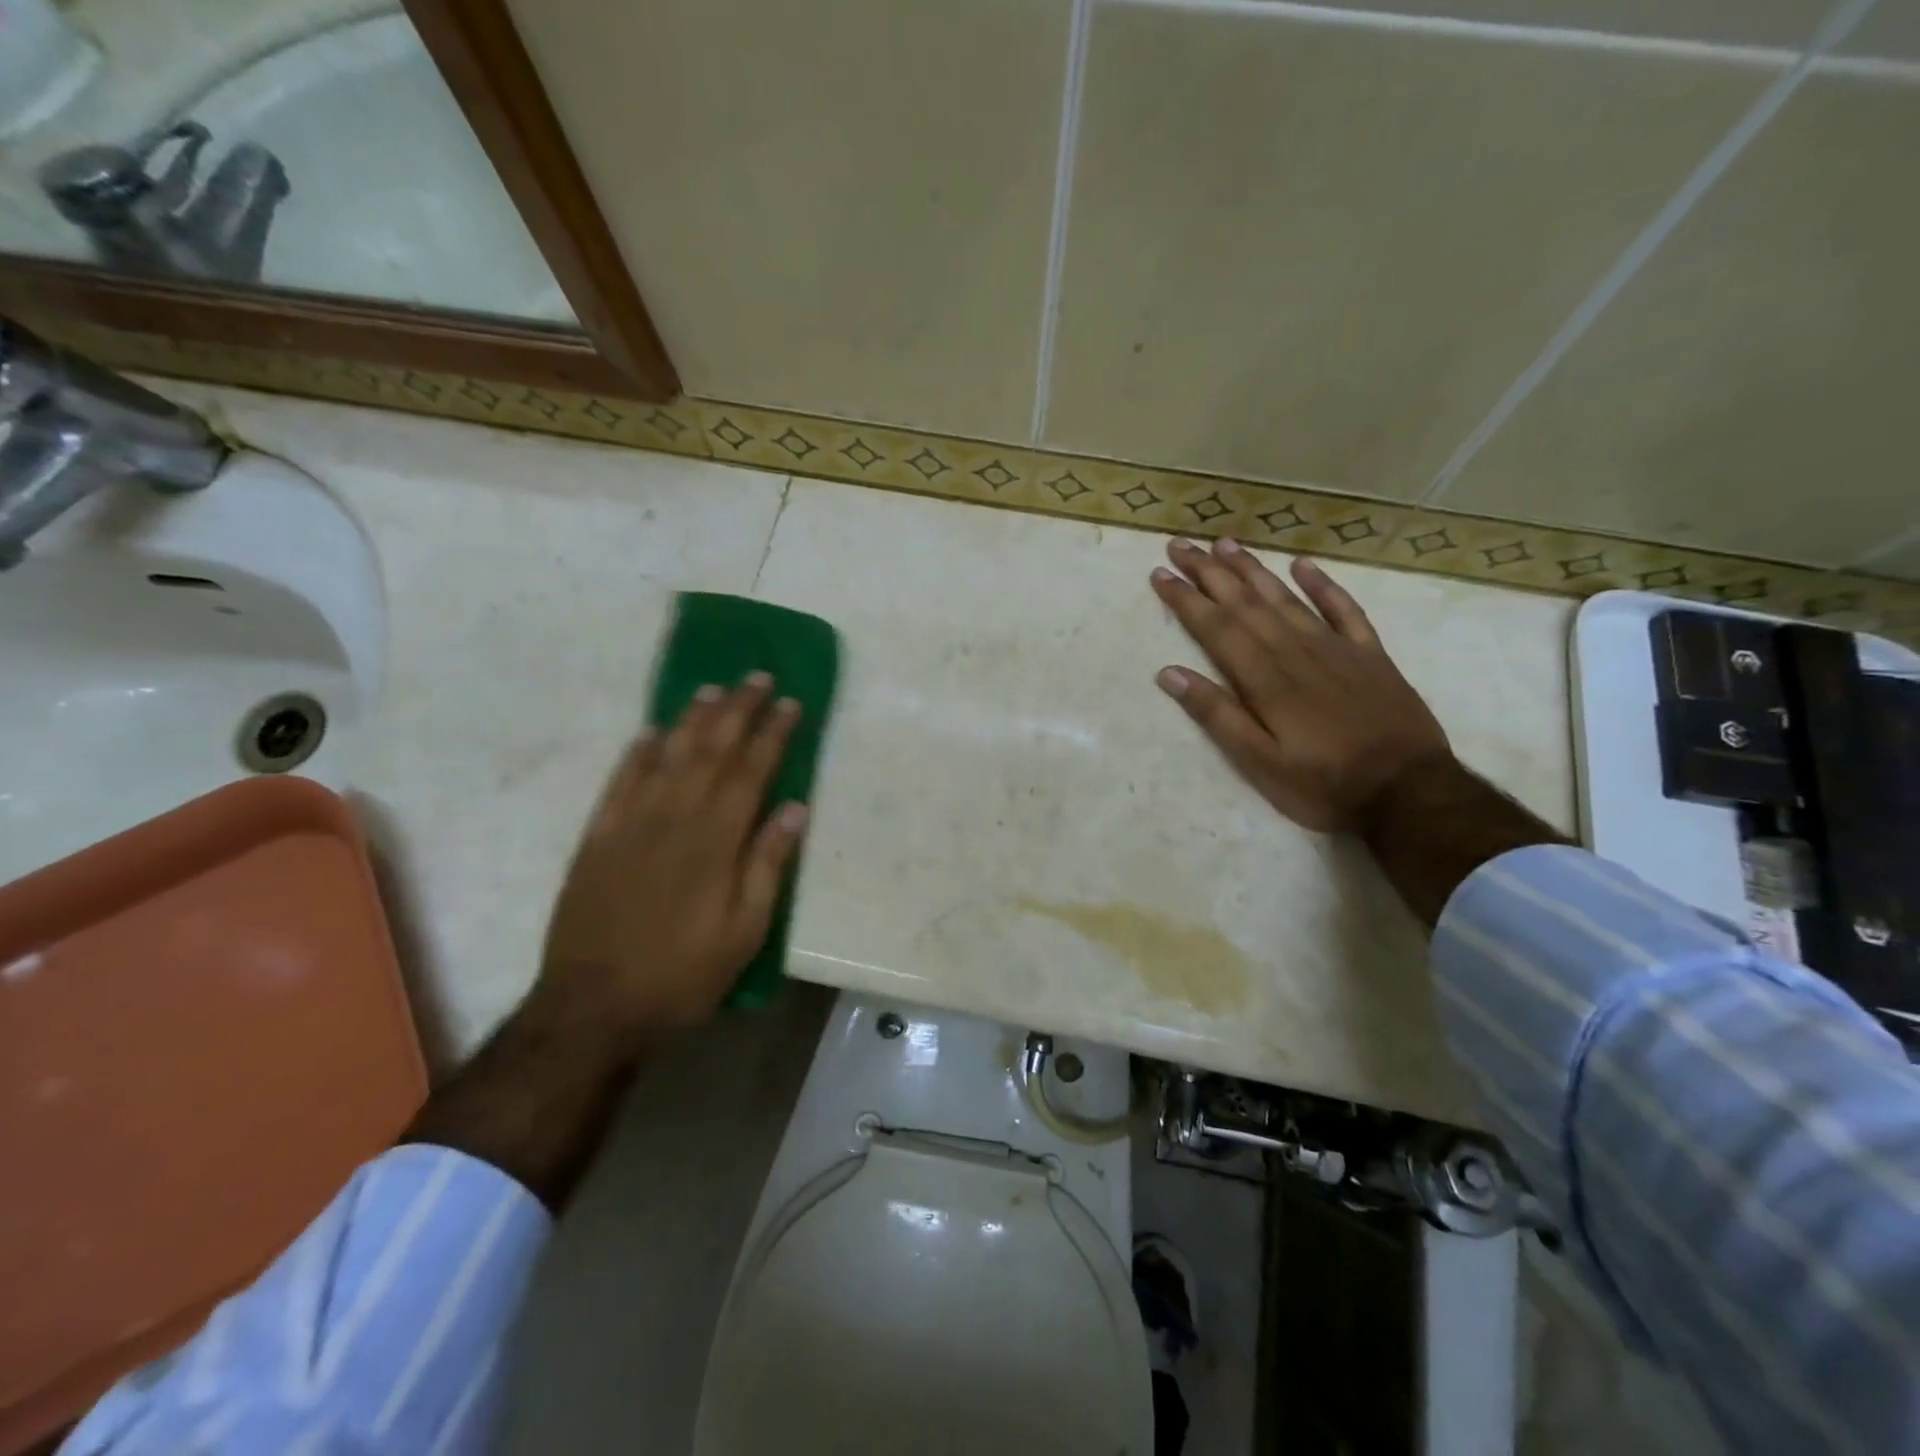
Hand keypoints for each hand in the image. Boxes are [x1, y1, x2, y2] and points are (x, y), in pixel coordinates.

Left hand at [540, 674, 808, 1034]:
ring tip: (712, 690)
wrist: (591, 1007)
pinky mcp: (597, 838)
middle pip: (710, 751)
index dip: (772, 734)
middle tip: (757, 677)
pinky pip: (619, 782)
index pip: (751, 771)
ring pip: (666, 756)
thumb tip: (795, 807)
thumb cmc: (682, 975)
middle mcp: (673, 818)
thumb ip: (768, 865)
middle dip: (737, 710)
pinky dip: (637, 753)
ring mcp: (630, 824)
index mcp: (714, 841)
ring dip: (691, 720)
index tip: (791, 703)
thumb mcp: (744, 932)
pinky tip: (651, 732)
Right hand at [1151, 538, 1450, 833]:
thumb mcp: (1258, 762)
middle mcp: (1296, 652)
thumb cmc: (1323, 784)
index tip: (1160, 574)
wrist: (1409, 792)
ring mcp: (1336, 649)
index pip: (1216, 628)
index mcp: (1265, 680)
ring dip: (1253, 570)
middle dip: (1209, 573)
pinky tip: (1303, 565)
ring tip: (1226, 544)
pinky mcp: (1370, 655)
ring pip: (1286, 599)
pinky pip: (1344, 610)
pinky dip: (1323, 586)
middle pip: (1245, 604)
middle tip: (1181, 545)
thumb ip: (1216, 715)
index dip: (1186, 600)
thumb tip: (1169, 673)